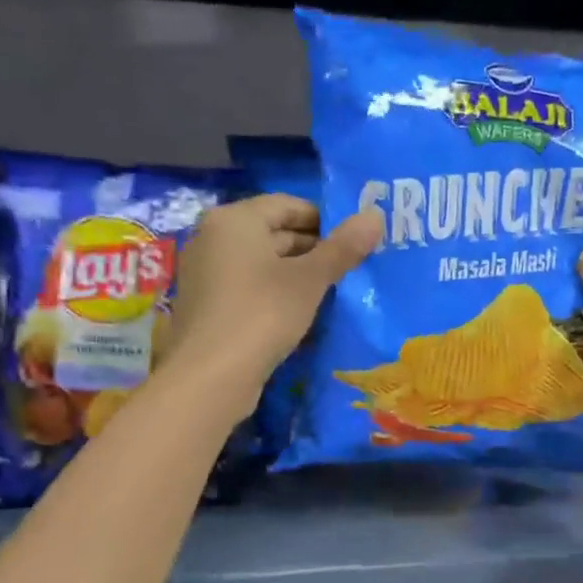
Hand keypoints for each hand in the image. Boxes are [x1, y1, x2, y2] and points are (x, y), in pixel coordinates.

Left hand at [165, 195, 381, 417]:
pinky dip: (275, 293)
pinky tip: (301, 313)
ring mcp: (206, 273)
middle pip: (274, 232)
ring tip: (333, 291)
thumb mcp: (309, 280)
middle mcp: (214, 238)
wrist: (209, 377)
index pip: (288, 205)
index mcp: (235, 220)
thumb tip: (375, 216)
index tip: (355, 242)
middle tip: (351, 268)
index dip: (326, 220)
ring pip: (262, 262)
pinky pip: (249, 287)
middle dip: (313, 248)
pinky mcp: (208, 305)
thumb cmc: (262, 314)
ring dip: (297, 273)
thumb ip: (343, 247)